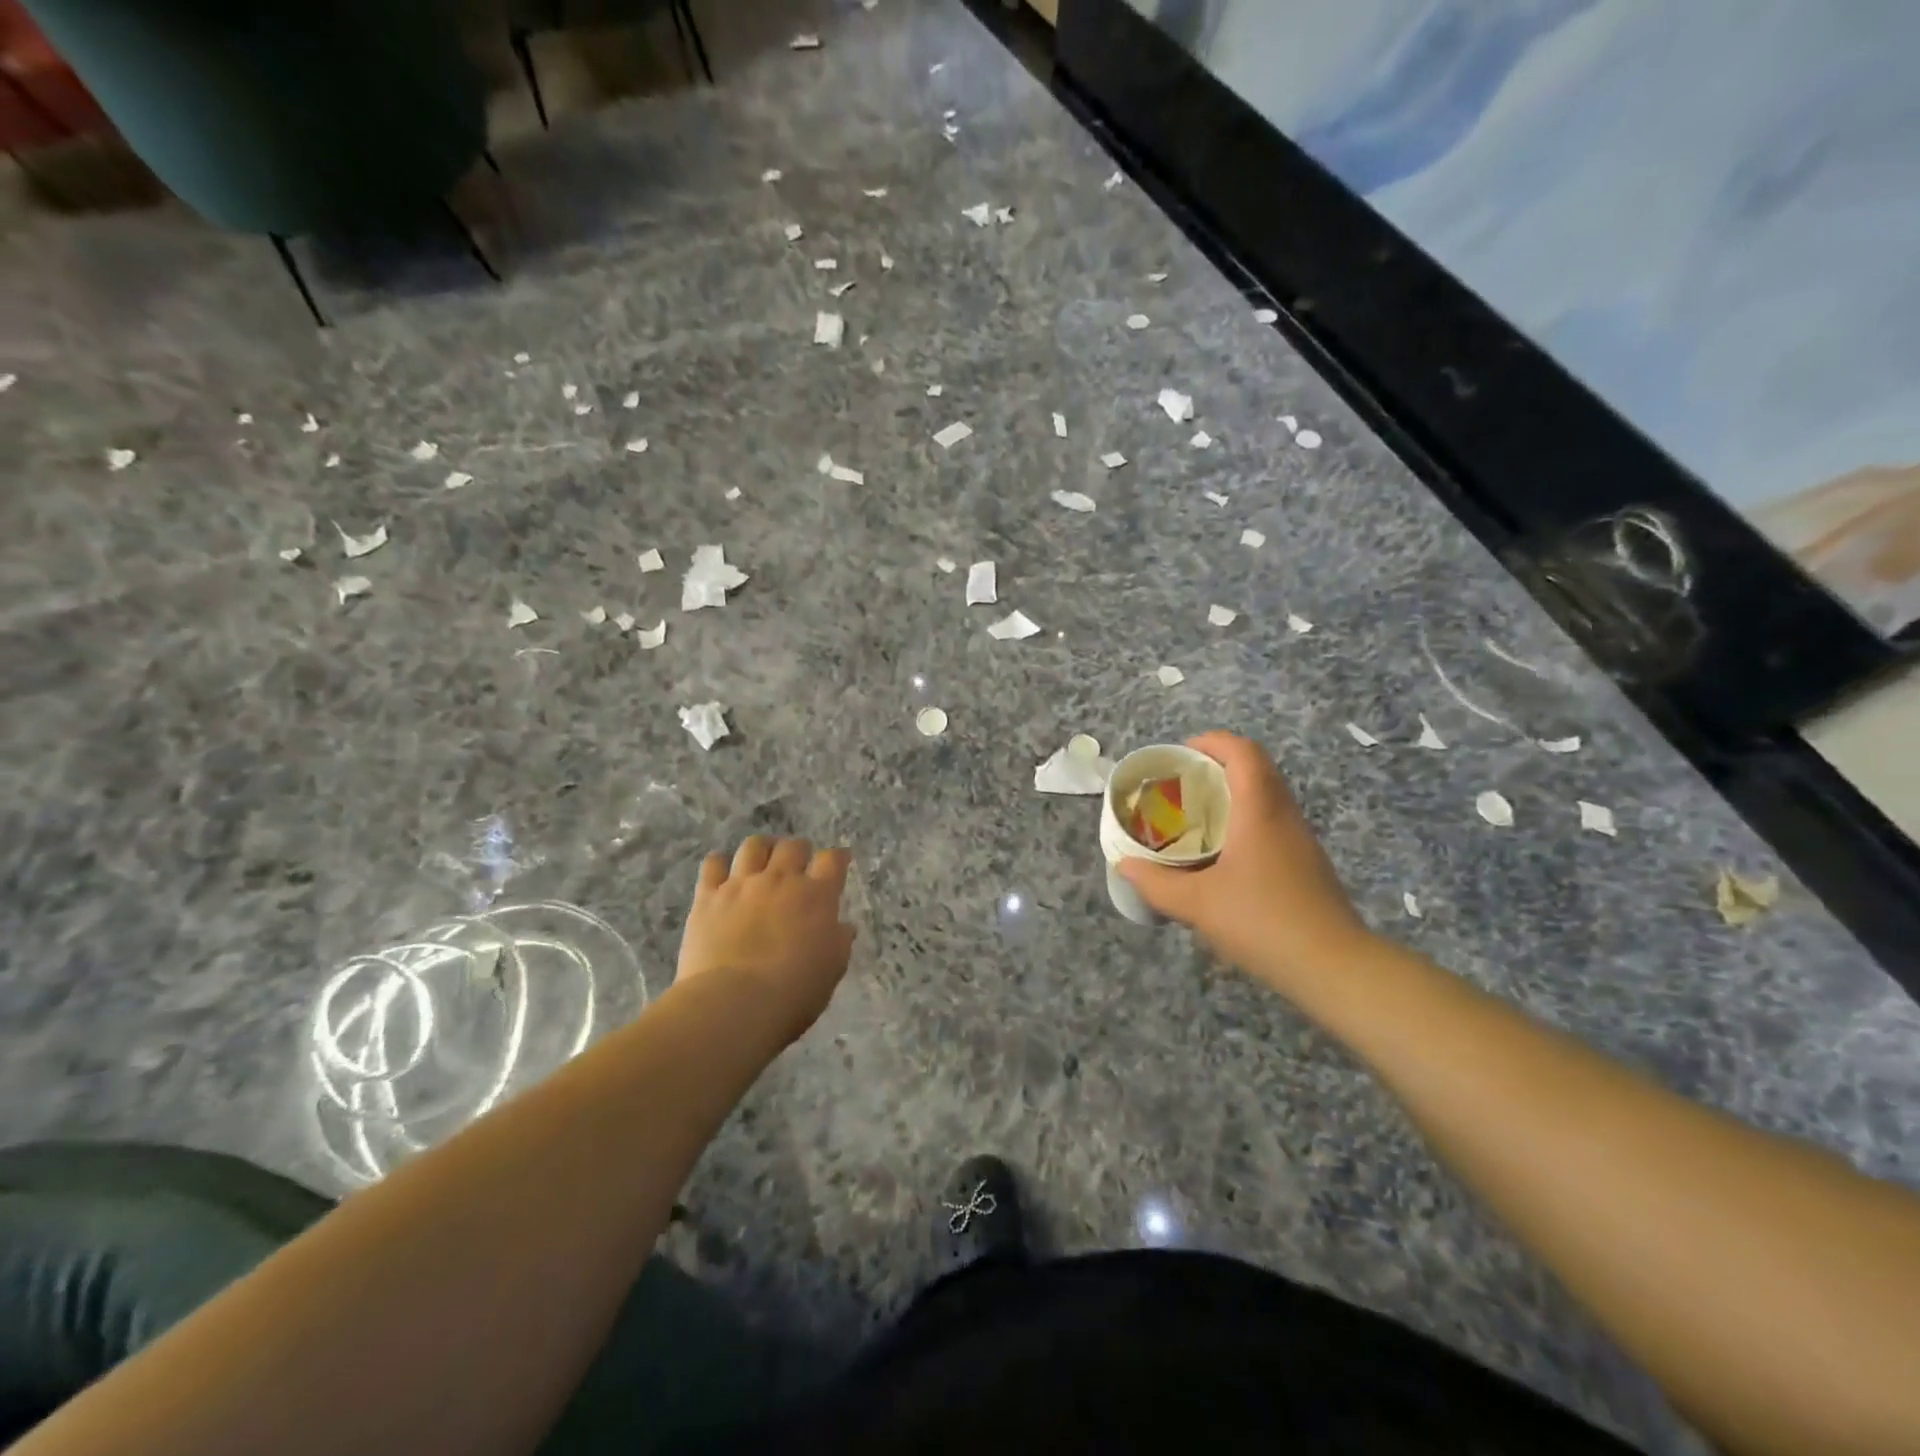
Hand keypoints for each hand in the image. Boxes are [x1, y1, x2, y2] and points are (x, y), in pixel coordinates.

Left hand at [677, 836, 855, 1043]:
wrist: (734, 1003)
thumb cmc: (794, 992)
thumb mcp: (832, 969)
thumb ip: (839, 941)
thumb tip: (843, 926)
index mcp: (817, 896)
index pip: (832, 860)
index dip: (837, 858)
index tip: (838, 862)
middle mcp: (781, 880)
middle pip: (793, 846)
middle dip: (799, 851)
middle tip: (799, 865)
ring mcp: (742, 884)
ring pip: (754, 846)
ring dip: (763, 849)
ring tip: (762, 861)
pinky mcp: (708, 896)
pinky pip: (713, 864)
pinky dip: (720, 864)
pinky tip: (723, 875)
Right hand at [1119, 733, 1374, 994]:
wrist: (1333, 966)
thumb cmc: (1261, 921)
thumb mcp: (1196, 904)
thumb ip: (1156, 882)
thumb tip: (1125, 865)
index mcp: (1259, 811)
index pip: (1243, 753)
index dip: (1213, 742)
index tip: (1182, 752)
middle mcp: (1284, 816)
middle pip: (1257, 770)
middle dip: (1219, 766)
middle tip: (1183, 784)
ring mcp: (1301, 841)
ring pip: (1268, 798)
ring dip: (1234, 795)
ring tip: (1197, 816)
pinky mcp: (1307, 865)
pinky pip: (1273, 824)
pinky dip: (1246, 822)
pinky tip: (1223, 855)